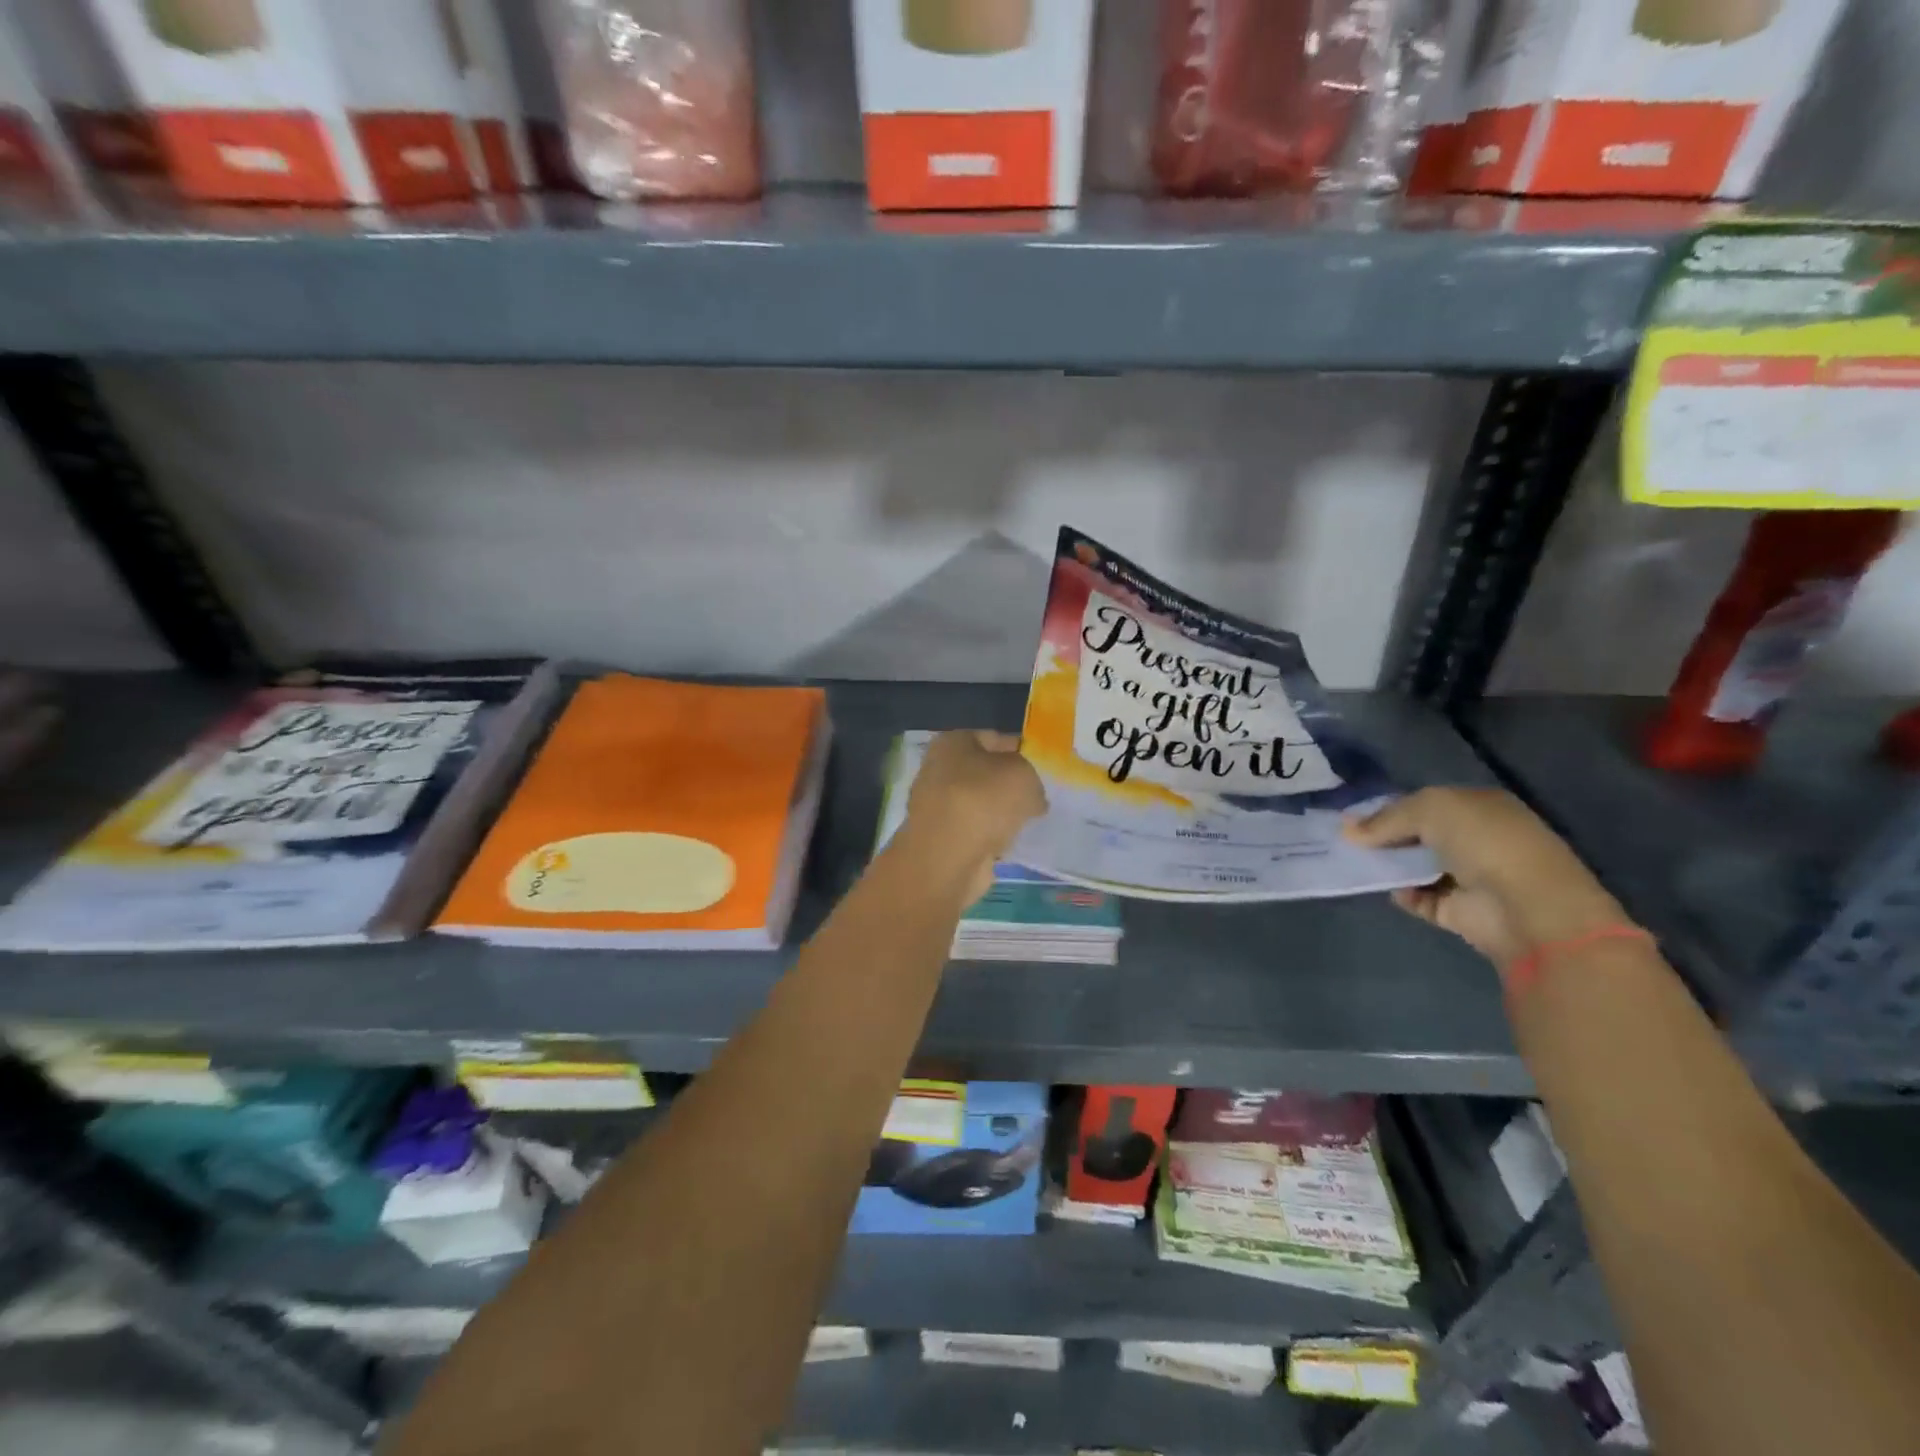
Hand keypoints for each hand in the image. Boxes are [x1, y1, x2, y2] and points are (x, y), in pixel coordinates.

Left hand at [906, 731, 1047, 901]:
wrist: (948, 859)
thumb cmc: (984, 801)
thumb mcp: (1023, 774)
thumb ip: (1032, 777)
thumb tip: (1031, 796)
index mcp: (952, 742)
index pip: (993, 738)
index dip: (1020, 750)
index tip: (1043, 767)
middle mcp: (937, 769)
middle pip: (984, 771)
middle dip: (1010, 783)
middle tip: (1039, 795)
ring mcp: (936, 806)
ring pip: (980, 802)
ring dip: (1001, 811)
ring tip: (1029, 820)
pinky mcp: (940, 838)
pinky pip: (975, 829)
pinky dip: (991, 835)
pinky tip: (1011, 842)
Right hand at [1343, 788, 1626, 967]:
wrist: (1526, 908)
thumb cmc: (1484, 842)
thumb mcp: (1430, 809)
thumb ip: (1386, 818)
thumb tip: (1347, 830)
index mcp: (1479, 806)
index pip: (1426, 802)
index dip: (1390, 807)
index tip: (1353, 816)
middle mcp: (1477, 839)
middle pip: (1420, 834)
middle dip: (1386, 836)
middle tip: (1346, 839)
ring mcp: (1470, 876)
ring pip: (1417, 866)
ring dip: (1390, 865)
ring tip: (1353, 862)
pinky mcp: (1459, 911)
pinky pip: (1420, 898)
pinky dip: (1402, 894)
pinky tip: (1385, 887)